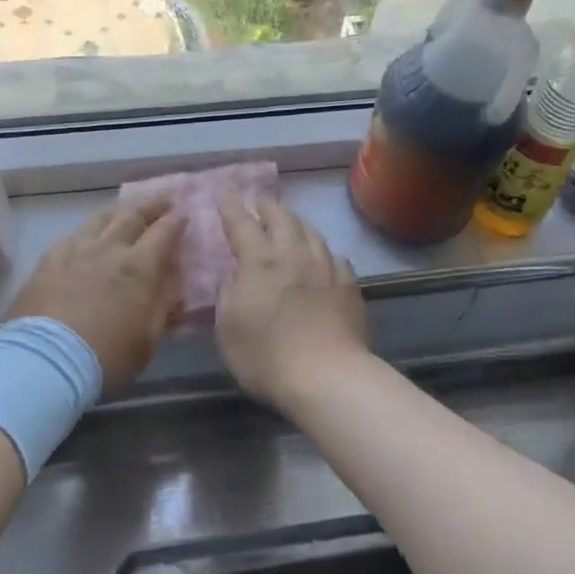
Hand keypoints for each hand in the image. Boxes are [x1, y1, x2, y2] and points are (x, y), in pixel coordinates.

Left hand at [8, 198, 185, 390]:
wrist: (47, 360)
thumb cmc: (107, 355)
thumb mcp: (148, 340)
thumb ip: (163, 308)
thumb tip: (174, 287)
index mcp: (139, 267)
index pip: (164, 232)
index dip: (176, 220)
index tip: (185, 212)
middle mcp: (109, 250)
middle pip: (132, 216)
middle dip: (151, 205)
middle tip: (162, 198)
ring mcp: (75, 251)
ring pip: (99, 219)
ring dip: (117, 211)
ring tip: (124, 209)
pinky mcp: (48, 261)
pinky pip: (71, 236)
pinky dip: (85, 232)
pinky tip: (84, 236)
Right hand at [216, 197, 367, 407]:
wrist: (327, 377)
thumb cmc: (266, 356)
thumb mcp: (228, 328)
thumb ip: (228, 294)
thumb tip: (234, 276)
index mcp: (260, 262)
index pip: (242, 224)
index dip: (232, 208)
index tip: (226, 196)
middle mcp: (294, 255)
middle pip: (282, 219)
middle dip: (268, 207)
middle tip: (260, 202)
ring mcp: (326, 269)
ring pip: (311, 233)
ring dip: (296, 223)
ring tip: (290, 223)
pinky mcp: (349, 286)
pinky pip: (336, 258)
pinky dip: (324, 253)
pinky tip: (324, 259)